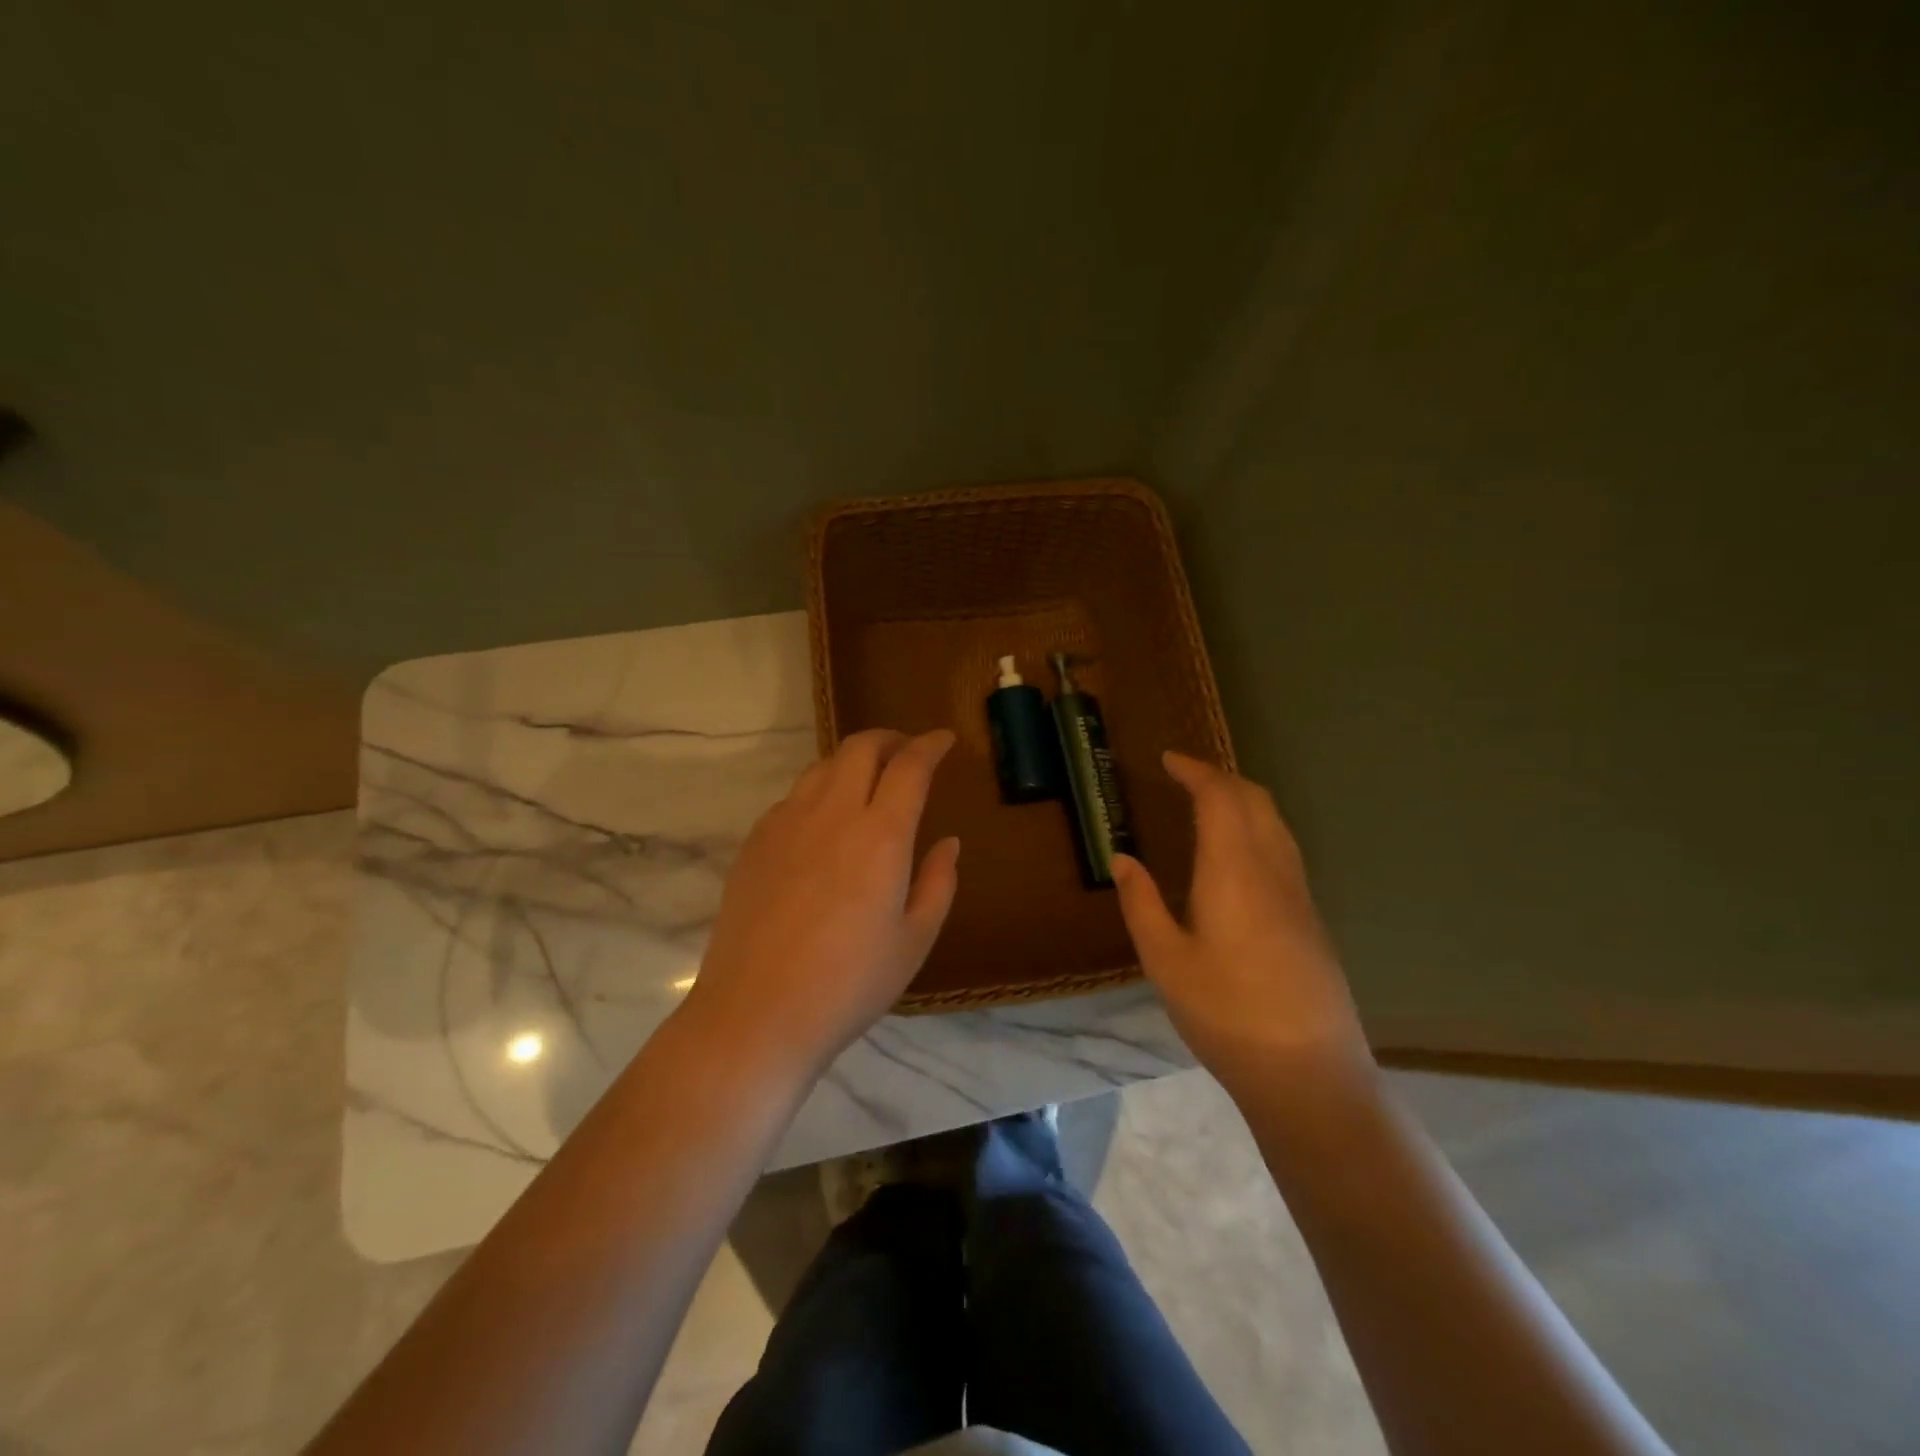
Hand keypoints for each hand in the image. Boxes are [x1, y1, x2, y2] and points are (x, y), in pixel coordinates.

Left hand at [684, 728, 960, 1074]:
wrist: (756, 1013)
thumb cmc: (849, 984)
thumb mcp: (914, 940)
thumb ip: (938, 882)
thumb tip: (948, 842)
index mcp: (881, 835)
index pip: (910, 765)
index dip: (930, 745)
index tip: (944, 739)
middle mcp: (832, 814)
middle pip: (860, 748)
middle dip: (890, 739)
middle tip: (907, 752)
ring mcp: (786, 824)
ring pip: (823, 767)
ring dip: (852, 761)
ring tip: (868, 782)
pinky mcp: (755, 842)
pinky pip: (793, 797)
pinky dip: (820, 792)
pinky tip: (824, 824)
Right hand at [1112, 752, 1372, 1099]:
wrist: (1309, 1073)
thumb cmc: (1225, 1013)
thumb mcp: (1165, 960)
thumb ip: (1141, 903)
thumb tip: (1122, 858)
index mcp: (1234, 870)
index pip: (1220, 797)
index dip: (1195, 771)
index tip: (1168, 759)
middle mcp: (1273, 869)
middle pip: (1255, 799)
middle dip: (1220, 777)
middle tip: (1184, 776)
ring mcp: (1299, 894)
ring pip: (1275, 822)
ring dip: (1242, 799)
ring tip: (1209, 804)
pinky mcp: (1311, 918)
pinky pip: (1283, 847)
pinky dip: (1257, 826)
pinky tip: (1237, 854)